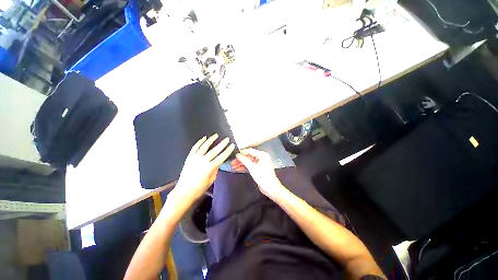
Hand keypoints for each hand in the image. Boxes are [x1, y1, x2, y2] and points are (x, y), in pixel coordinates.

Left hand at [174, 134, 234, 203]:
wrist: (184, 191)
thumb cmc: (199, 188)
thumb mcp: (211, 180)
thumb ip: (215, 170)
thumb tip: (217, 163)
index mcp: (210, 167)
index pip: (222, 157)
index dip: (228, 150)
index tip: (232, 145)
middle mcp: (203, 161)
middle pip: (215, 150)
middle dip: (222, 144)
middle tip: (227, 139)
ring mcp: (195, 158)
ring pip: (204, 146)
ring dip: (211, 140)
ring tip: (216, 135)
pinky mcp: (189, 157)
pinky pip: (195, 148)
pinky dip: (199, 142)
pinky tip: (203, 138)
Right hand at [231, 148, 284, 198]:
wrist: (271, 188)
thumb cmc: (264, 178)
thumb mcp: (253, 168)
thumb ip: (245, 161)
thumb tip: (238, 155)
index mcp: (262, 155)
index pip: (249, 151)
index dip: (241, 153)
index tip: (234, 155)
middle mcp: (262, 157)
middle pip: (249, 156)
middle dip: (240, 159)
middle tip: (232, 162)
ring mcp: (260, 163)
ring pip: (249, 161)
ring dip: (241, 163)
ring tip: (233, 166)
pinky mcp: (259, 168)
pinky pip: (251, 165)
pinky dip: (245, 167)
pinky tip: (238, 169)